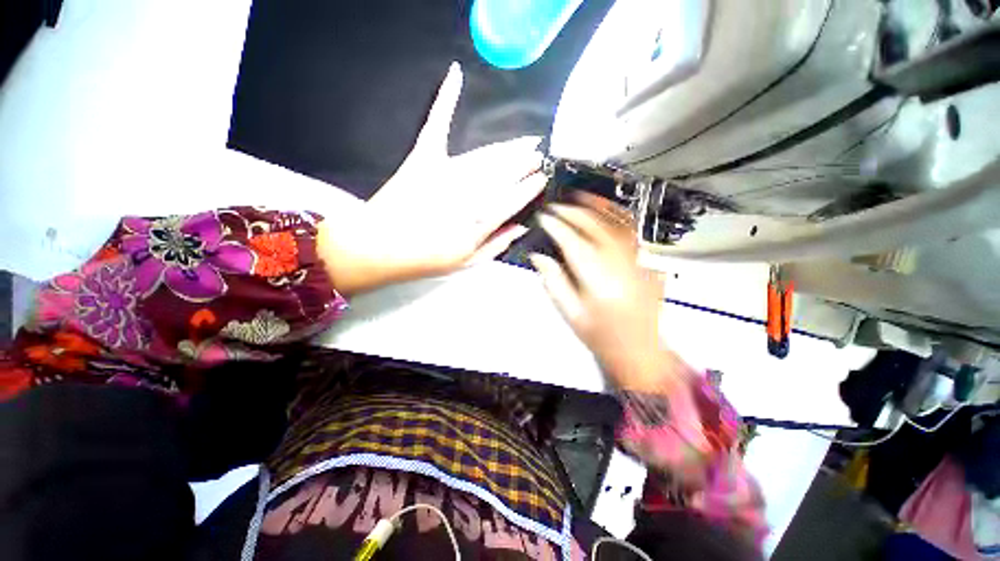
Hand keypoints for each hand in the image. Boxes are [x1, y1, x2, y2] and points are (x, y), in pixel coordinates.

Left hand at [320, 62, 546, 294]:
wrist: (379, 247)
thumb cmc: (426, 259)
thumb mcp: (468, 262)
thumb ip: (497, 244)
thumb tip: (521, 227)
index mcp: (481, 220)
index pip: (515, 197)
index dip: (531, 186)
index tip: (542, 178)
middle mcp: (470, 192)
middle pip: (506, 172)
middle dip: (526, 162)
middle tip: (538, 156)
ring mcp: (447, 170)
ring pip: (487, 155)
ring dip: (509, 148)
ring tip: (526, 142)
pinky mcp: (423, 157)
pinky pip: (438, 124)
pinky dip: (446, 99)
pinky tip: (455, 74)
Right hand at [530, 193, 673, 392]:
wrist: (640, 349)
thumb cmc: (602, 335)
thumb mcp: (571, 312)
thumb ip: (553, 281)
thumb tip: (538, 256)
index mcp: (596, 278)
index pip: (572, 241)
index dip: (555, 225)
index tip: (544, 217)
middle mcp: (619, 263)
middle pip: (593, 226)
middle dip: (571, 212)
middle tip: (556, 207)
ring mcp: (637, 259)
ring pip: (614, 222)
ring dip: (595, 206)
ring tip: (579, 198)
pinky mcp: (647, 260)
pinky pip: (631, 230)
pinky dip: (616, 215)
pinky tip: (606, 210)